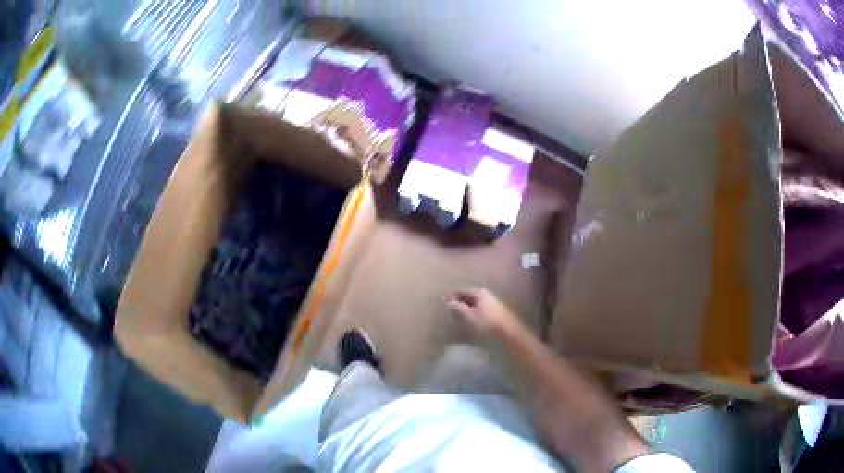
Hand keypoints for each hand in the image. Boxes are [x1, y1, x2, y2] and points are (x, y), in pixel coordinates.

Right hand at [448, 288, 523, 339]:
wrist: (507, 330)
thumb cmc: (487, 322)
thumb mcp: (470, 316)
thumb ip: (459, 308)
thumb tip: (450, 302)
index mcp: (479, 293)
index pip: (462, 290)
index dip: (453, 294)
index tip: (445, 299)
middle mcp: (486, 293)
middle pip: (469, 294)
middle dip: (460, 298)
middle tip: (451, 305)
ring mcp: (492, 300)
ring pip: (475, 300)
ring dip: (466, 304)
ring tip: (459, 311)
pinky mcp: (495, 307)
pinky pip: (480, 304)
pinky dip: (473, 307)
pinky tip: (470, 315)